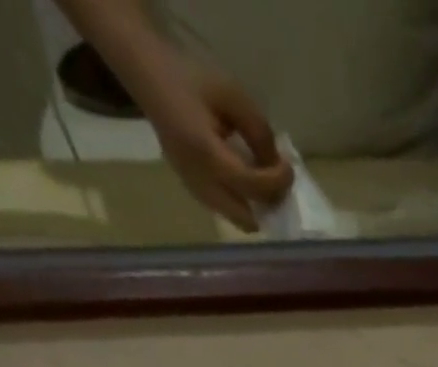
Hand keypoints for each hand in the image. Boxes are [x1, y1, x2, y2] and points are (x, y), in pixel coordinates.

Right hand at [138, 58, 292, 231]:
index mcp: (205, 154)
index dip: (278, 182)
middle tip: (279, 184)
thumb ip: (259, 132)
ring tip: (265, 183)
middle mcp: (199, 182)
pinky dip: (243, 204)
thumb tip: (277, 166)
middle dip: (269, 206)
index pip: (252, 186)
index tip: (289, 167)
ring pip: (237, 220)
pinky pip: (226, 210)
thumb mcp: (232, 95)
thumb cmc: (190, 78)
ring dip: (257, 209)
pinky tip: (248, 182)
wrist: (148, 74)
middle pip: (247, 219)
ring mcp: (193, 190)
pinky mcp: (192, 190)